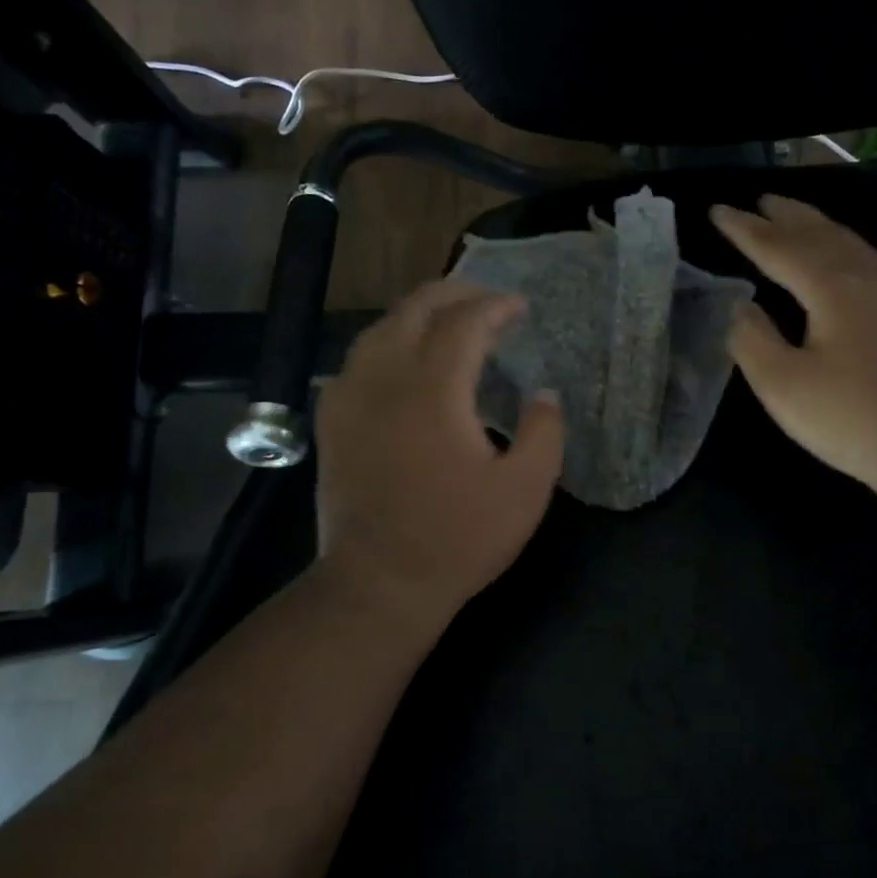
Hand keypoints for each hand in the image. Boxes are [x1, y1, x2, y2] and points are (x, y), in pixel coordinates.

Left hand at [314, 280, 564, 629]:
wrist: (379, 583)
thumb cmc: (458, 538)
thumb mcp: (525, 490)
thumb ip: (544, 433)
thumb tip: (544, 394)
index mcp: (434, 390)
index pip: (464, 322)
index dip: (496, 306)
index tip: (520, 307)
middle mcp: (385, 379)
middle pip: (414, 309)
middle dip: (454, 294)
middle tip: (487, 302)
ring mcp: (350, 399)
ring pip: (379, 329)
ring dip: (417, 315)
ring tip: (448, 323)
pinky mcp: (332, 423)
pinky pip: (356, 361)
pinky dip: (386, 344)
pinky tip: (401, 363)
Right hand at [710, 195, 876, 504]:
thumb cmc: (856, 419)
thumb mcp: (784, 387)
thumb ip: (753, 341)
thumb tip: (741, 307)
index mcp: (834, 288)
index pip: (779, 248)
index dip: (746, 230)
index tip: (718, 209)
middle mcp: (874, 278)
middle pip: (824, 234)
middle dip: (789, 216)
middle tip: (763, 200)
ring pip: (857, 247)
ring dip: (823, 230)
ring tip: (801, 222)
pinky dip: (850, 254)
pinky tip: (851, 268)